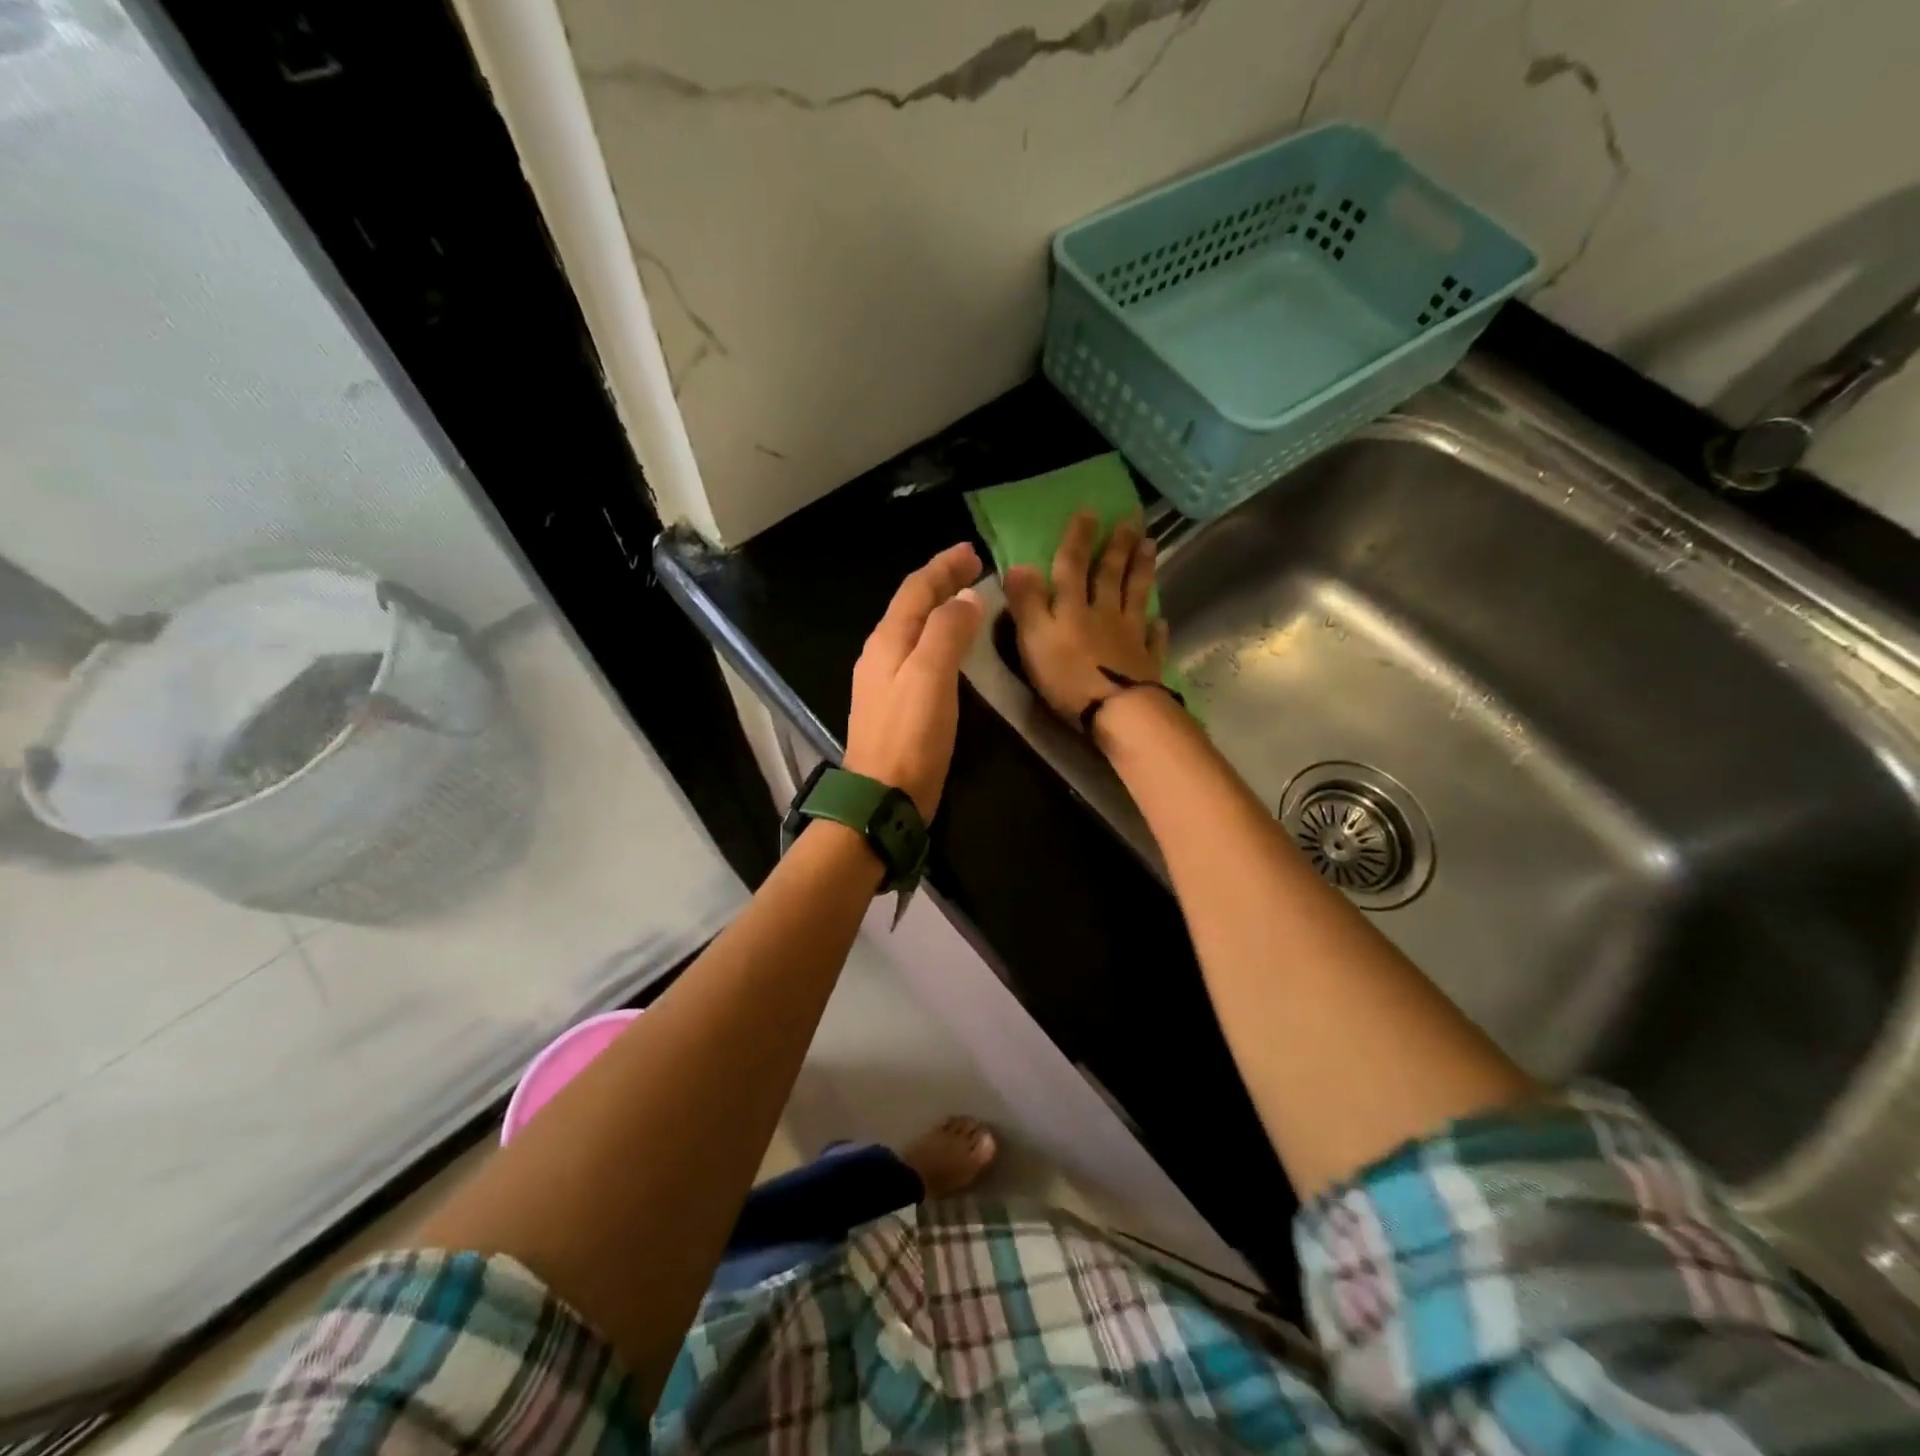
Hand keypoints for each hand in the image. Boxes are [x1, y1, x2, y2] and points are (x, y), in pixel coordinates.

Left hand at [844, 543, 983, 819]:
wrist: (882, 798)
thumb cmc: (910, 736)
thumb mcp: (930, 676)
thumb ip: (946, 632)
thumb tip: (966, 598)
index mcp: (887, 641)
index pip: (916, 590)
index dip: (943, 567)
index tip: (972, 550)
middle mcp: (881, 655)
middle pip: (912, 606)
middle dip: (941, 583)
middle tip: (972, 566)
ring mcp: (884, 682)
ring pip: (914, 630)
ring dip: (939, 609)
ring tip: (966, 599)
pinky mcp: (895, 706)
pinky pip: (918, 655)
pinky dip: (938, 638)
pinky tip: (951, 648)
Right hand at [1003, 511, 1166, 728]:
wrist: (1116, 710)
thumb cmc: (1068, 676)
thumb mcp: (1034, 637)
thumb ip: (1027, 602)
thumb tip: (1019, 564)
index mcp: (1074, 606)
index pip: (1074, 564)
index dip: (1079, 538)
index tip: (1090, 510)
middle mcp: (1104, 613)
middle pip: (1111, 574)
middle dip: (1120, 545)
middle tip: (1133, 518)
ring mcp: (1129, 637)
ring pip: (1136, 596)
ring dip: (1142, 570)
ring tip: (1151, 546)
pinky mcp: (1146, 663)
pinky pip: (1152, 640)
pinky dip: (1156, 628)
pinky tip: (1161, 620)